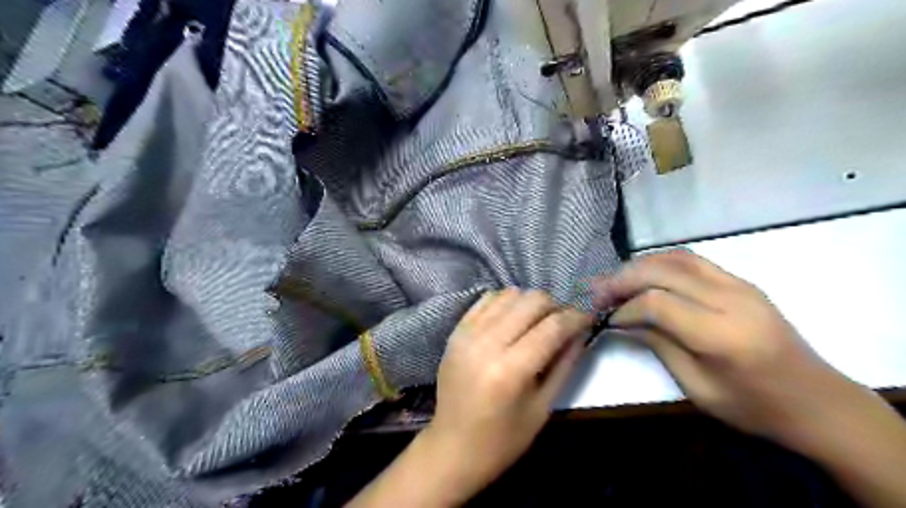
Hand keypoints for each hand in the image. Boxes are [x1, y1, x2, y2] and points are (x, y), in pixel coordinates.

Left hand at [425, 287, 596, 497]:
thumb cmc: (502, 440)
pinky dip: (506, 303)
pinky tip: (512, 320)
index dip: (576, 317)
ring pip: (509, 294)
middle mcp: (487, 343)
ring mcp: (467, 333)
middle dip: (555, 307)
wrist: (452, 448)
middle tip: (563, 324)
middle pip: (531, 301)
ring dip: (530, 303)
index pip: (553, 326)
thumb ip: (564, 364)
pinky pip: (487, 299)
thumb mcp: (542, 408)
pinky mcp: (456, 331)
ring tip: (537, 322)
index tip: (588, 318)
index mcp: (510, 370)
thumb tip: (581, 332)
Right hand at [591, 248, 858, 448]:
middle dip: (623, 279)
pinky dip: (661, 262)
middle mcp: (732, 300)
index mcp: (722, 335)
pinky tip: (645, 275)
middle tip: (598, 292)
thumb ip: (659, 345)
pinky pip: (692, 260)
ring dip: (639, 265)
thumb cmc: (754, 406)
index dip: (624, 308)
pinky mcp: (741, 281)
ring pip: (676, 257)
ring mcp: (739, 285)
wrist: (816, 401)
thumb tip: (623, 319)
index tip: (606, 319)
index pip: (657, 303)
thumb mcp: (697, 387)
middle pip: (662, 271)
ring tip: (616, 281)